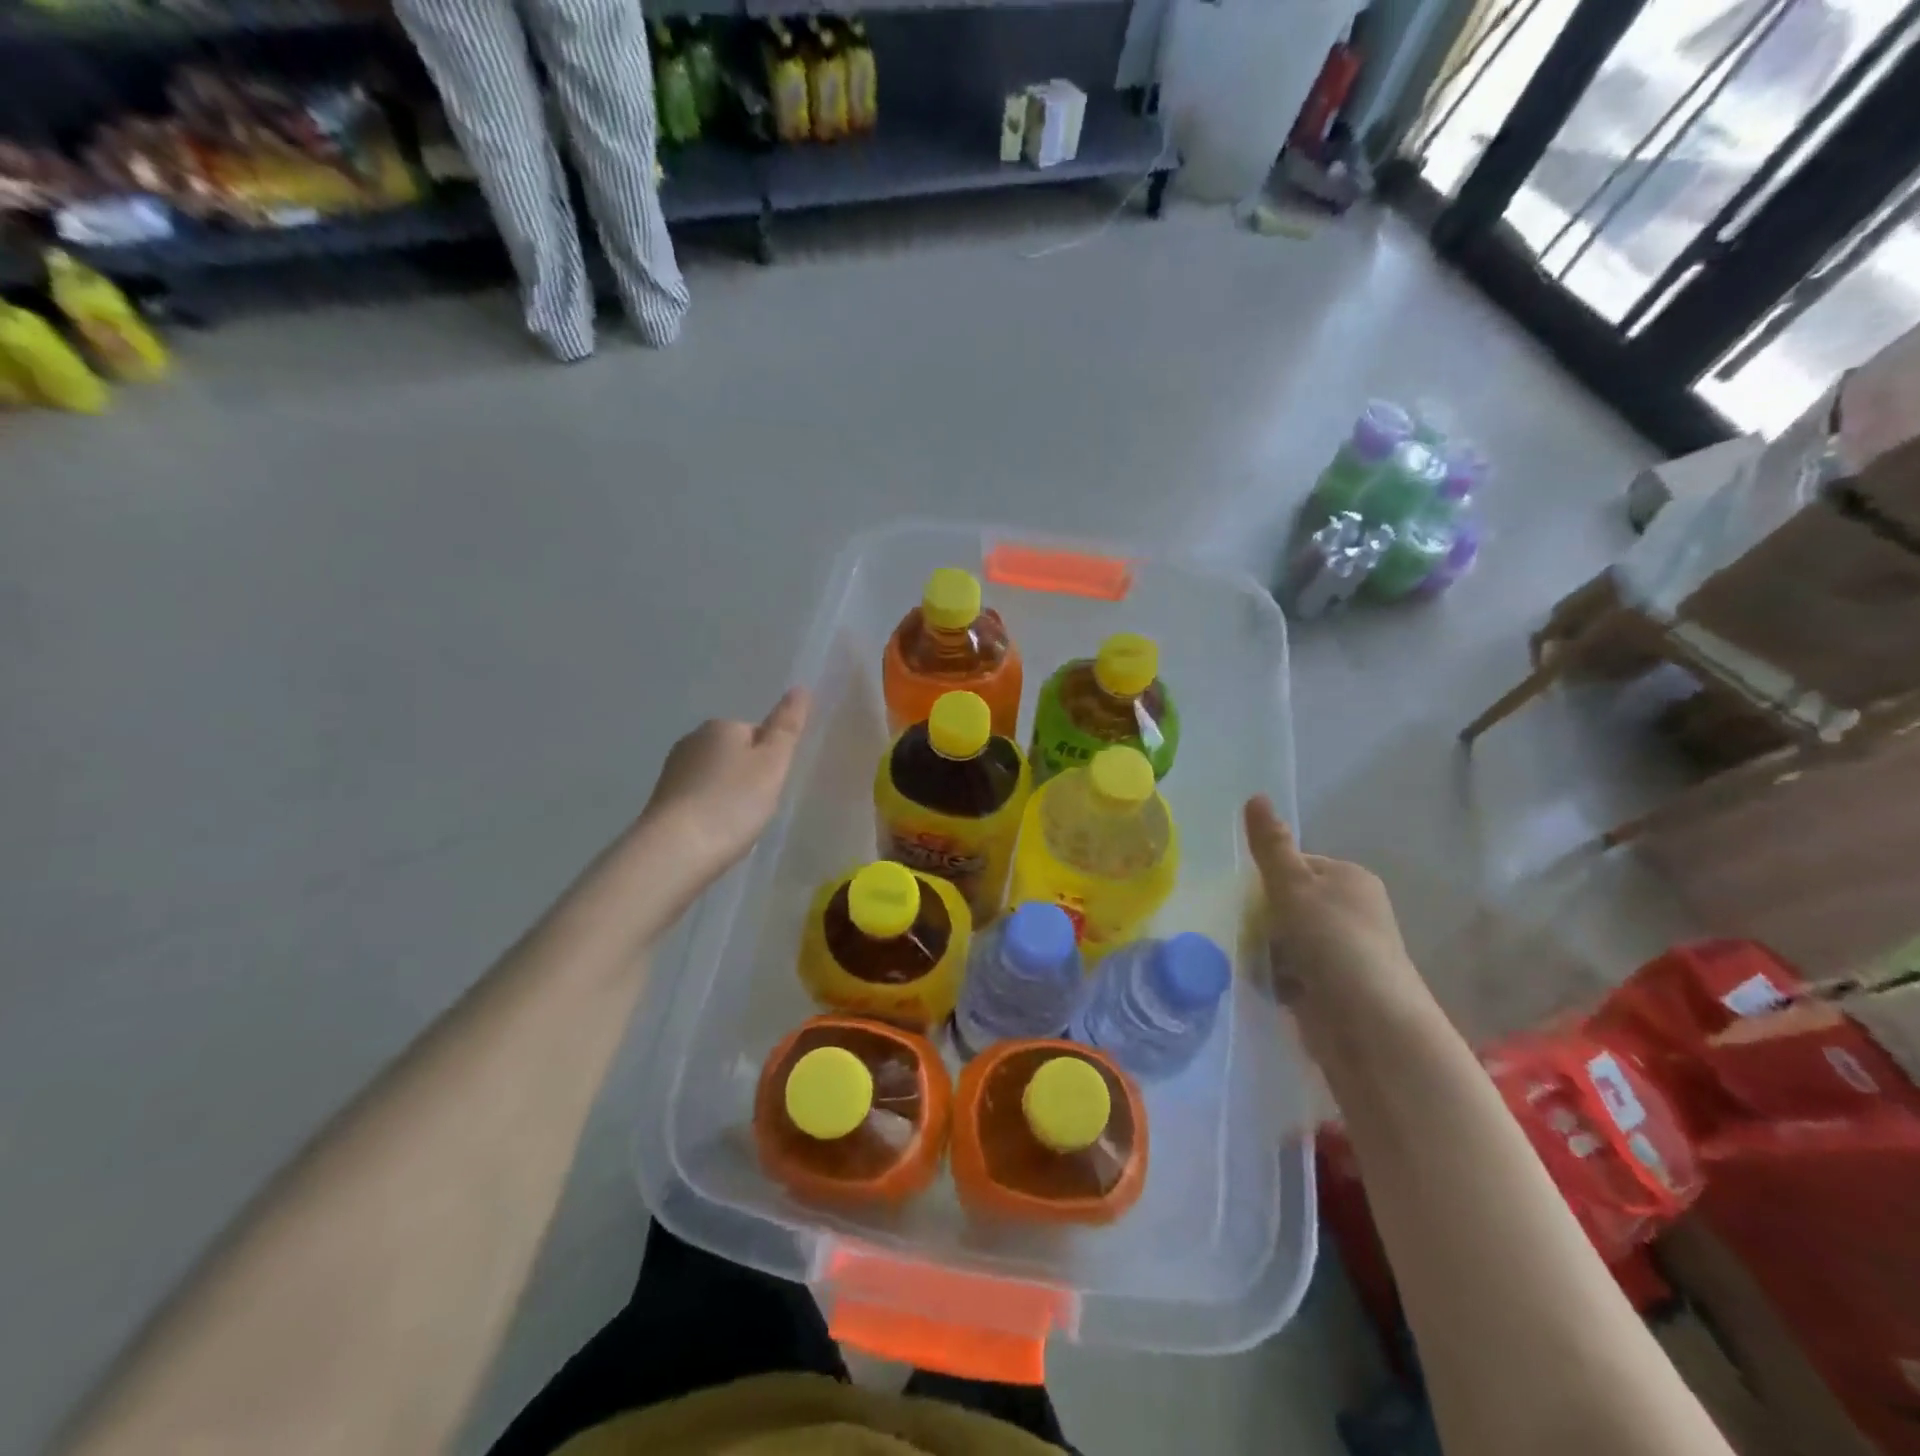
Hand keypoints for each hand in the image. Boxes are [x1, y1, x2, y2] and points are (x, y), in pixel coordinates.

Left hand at [642, 688, 810, 885]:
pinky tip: (715, 835)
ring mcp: (673, 772)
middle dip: (748, 777)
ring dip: (727, 796)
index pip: (757, 733)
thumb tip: (800, 688)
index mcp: (721, 727)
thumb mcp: (772, 764)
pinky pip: (697, 800)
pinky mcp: (661, 802)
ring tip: (738, 826)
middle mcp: (692, 741)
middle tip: (759, 808)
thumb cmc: (732, 803)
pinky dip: (709, 813)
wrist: (674, 851)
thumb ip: (787, 726)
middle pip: (734, 755)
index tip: (774, 786)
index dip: (771, 759)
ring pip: (714, 778)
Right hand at [1243, 795, 1421, 1014]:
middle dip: (1262, 918)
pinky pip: (1289, 972)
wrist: (1370, 1027)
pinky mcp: (1332, 989)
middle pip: (1285, 902)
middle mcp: (1350, 911)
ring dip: (1265, 950)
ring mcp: (1342, 952)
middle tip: (1246, 931)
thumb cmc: (1333, 943)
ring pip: (1284, 939)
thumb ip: (1271, 846)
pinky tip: (1266, 987)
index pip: (1293, 864)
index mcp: (1349, 878)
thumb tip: (1256, 795)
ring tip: (1253, 962)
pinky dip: (1275, 978)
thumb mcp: (1294, 886)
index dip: (1267, 879)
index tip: (1249, 898)